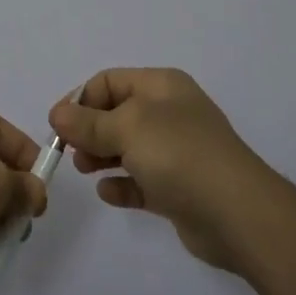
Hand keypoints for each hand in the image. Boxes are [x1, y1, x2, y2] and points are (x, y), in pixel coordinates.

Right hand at [50, 68, 274, 271]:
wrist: (237, 213)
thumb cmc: (179, 154)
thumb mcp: (127, 128)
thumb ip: (88, 123)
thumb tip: (58, 114)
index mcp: (161, 86)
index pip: (110, 81)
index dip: (81, 99)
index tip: (58, 125)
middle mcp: (169, 113)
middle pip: (117, 114)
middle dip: (89, 130)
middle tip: (69, 152)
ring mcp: (176, 151)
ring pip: (128, 148)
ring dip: (101, 156)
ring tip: (85, 171)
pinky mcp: (179, 188)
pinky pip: (141, 180)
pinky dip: (122, 184)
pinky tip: (109, 193)